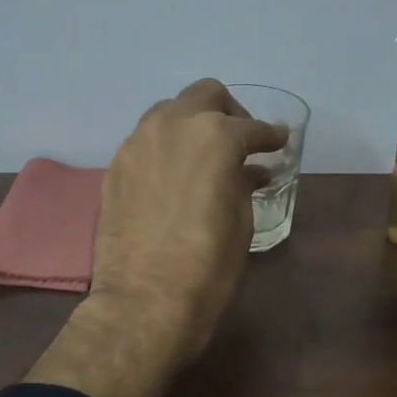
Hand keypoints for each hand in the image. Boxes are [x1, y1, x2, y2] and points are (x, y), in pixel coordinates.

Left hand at [27, 80, 286, 396]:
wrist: (144, 301)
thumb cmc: (207, 266)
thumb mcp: (240, 221)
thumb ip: (244, 183)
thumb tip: (251, 171)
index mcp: (214, 136)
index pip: (251, 127)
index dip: (270, 136)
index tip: (280, 142)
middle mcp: (173, 125)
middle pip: (205, 95)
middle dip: (229, 112)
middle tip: (241, 141)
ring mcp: (138, 143)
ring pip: (169, 112)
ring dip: (192, 123)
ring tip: (205, 155)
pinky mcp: (116, 166)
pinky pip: (146, 141)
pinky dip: (166, 147)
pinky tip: (175, 175)